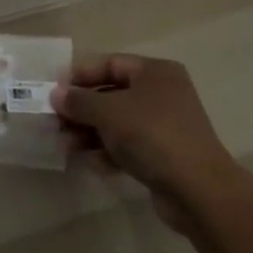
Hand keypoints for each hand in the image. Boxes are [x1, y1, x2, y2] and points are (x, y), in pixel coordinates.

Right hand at [53, 55, 240, 229]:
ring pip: (117, 122)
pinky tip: (95, 164)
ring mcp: (164, 125)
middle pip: (111, 94)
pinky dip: (109, 152)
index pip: (110, 64)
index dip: (80, 75)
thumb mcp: (108, 112)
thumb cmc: (151, 136)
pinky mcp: (164, 154)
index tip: (54, 92)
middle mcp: (162, 93)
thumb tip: (56, 95)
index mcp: (154, 72)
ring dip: (90, 133)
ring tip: (67, 147)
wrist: (198, 189)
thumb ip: (79, 101)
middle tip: (56, 123)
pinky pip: (129, 146)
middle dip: (82, 110)